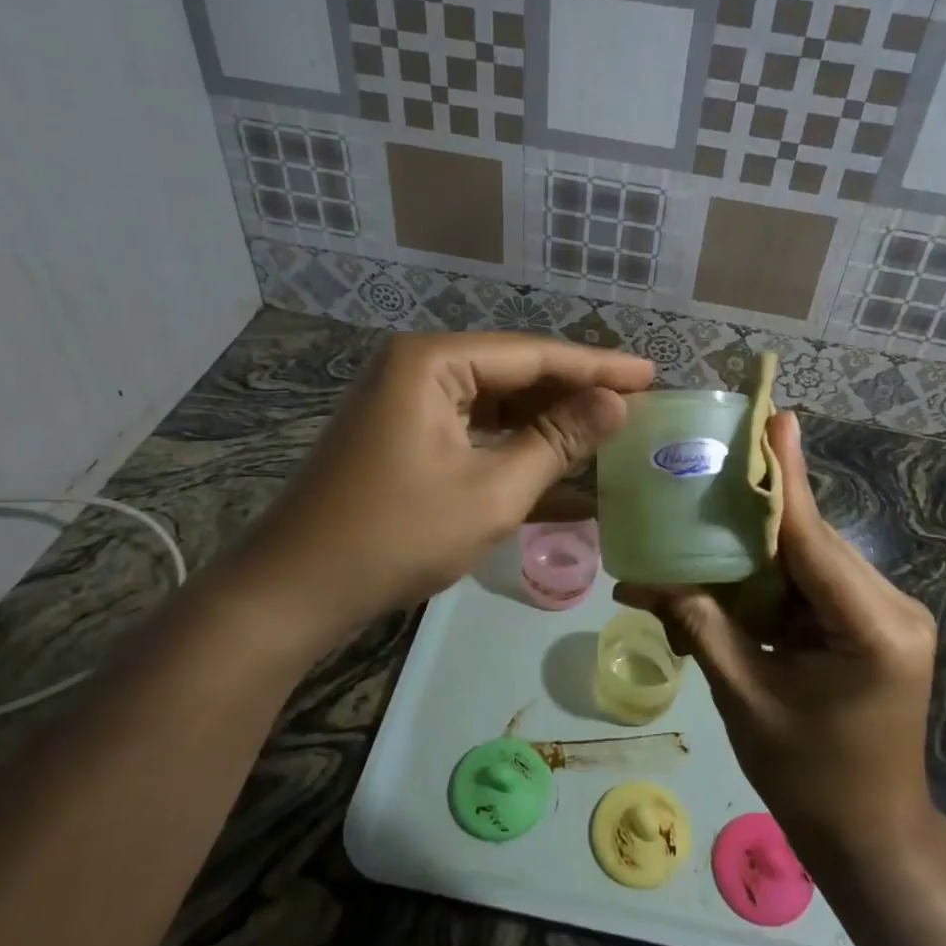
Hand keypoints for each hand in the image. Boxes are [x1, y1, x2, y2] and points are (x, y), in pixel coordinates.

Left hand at [212, 332, 651, 662]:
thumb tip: (616, 404)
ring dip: (549, 425)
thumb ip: (557, 441)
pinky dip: (515, 450)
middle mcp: (420, 368)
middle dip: (575, 394)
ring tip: (609, 435)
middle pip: (516, 373)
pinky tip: (562, 470)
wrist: (294, 591)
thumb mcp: (492, 490)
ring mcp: (409, 403)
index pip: (535, 354)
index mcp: (435, 362)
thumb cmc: (396, 534)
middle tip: (637, 407)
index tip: (652, 375)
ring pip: (498, 405)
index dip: (598, 366)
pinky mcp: (406, 437)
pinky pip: (475, 432)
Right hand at [616, 411, 939, 863]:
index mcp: (874, 629)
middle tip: (708, 468)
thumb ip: (699, 626)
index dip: (785, 478)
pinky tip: (731, 572)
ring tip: (705, 520)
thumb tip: (639, 578)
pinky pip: (814, 583)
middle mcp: (893, 608)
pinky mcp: (873, 623)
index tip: (775, 418)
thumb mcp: (747, 699)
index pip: (813, 539)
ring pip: (810, 558)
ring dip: (759, 549)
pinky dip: (772, 579)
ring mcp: (887, 614)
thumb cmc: (811, 781)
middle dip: (756, 512)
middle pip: (812, 541)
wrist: (871, 839)